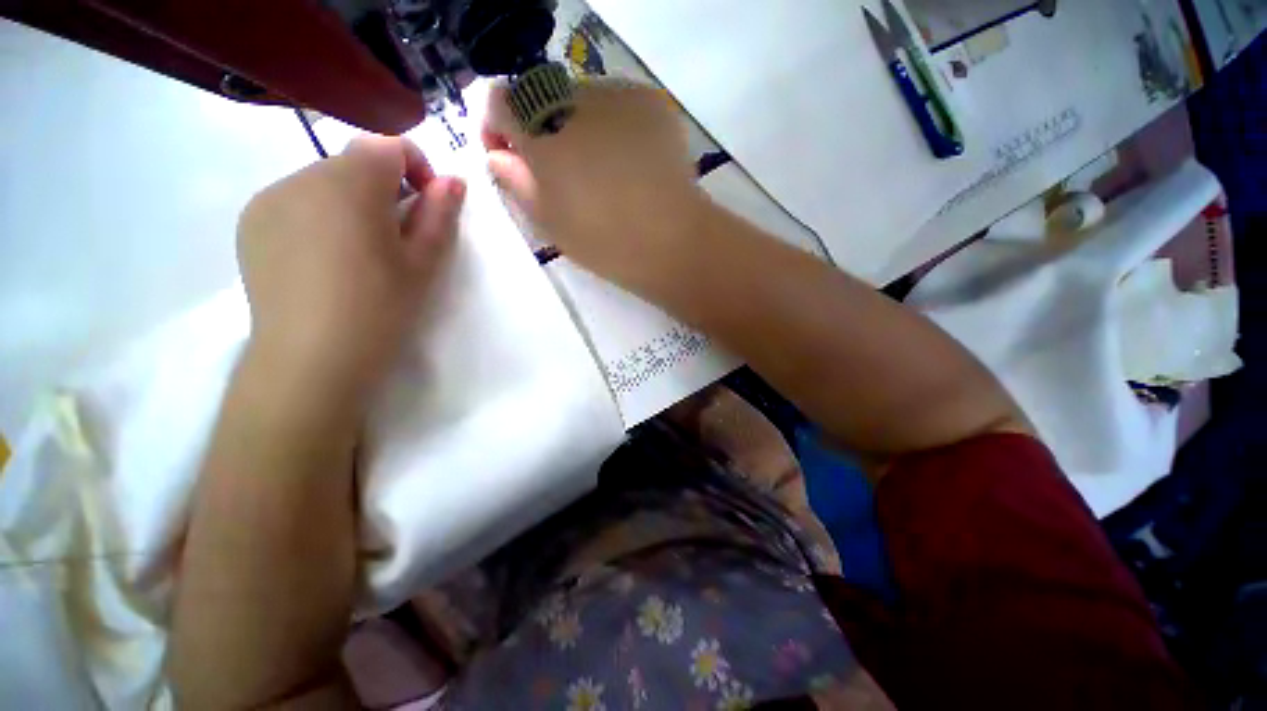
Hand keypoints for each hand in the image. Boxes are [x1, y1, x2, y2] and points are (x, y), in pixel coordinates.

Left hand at [237, 136, 464, 392]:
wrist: (311, 360)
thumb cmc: (381, 308)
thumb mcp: (424, 263)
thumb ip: (440, 215)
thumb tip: (453, 181)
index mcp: (349, 183)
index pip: (388, 145)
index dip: (418, 168)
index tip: (429, 205)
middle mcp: (301, 177)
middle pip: (355, 163)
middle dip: (386, 189)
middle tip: (400, 239)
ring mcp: (268, 199)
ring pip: (325, 182)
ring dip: (353, 204)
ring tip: (363, 254)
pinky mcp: (250, 225)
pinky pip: (296, 203)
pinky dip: (320, 217)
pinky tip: (327, 261)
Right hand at [483, 80, 705, 283]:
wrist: (671, 241)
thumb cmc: (604, 241)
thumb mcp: (548, 222)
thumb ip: (516, 182)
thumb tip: (498, 156)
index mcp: (538, 133)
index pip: (501, 104)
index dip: (501, 129)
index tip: (513, 158)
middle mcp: (572, 99)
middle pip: (542, 99)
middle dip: (543, 130)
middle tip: (566, 172)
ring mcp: (615, 96)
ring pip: (582, 100)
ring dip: (581, 127)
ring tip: (606, 171)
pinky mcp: (650, 103)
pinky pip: (619, 105)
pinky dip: (615, 127)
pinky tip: (632, 161)